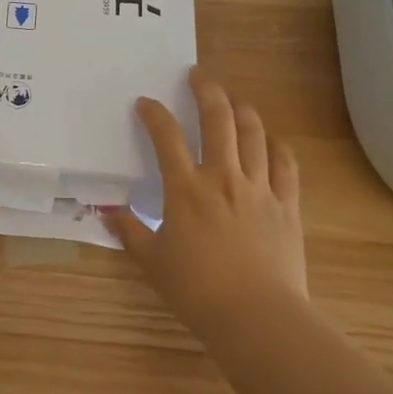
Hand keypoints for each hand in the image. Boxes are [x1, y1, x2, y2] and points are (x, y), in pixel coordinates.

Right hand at [104, 69, 307, 340]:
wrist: (258, 318)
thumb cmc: (198, 291)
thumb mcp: (153, 262)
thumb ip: (130, 232)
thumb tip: (105, 212)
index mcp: (185, 189)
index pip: (166, 136)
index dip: (154, 114)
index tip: (146, 103)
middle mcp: (222, 177)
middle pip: (217, 119)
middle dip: (206, 90)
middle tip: (198, 75)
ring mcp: (259, 189)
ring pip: (253, 134)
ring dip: (242, 110)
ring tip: (233, 100)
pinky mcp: (286, 206)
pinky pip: (285, 165)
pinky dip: (277, 146)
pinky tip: (270, 140)